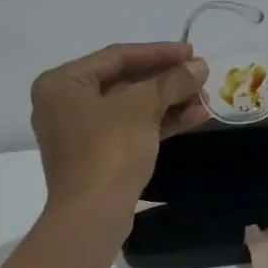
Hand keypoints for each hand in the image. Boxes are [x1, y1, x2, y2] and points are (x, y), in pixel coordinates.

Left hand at [30, 43, 209, 215]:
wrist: (92, 215)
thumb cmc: (108, 150)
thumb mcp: (142, 108)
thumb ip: (172, 81)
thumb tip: (201, 66)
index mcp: (63, 83)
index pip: (117, 56)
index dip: (159, 52)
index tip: (192, 52)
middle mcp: (66, 103)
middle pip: (125, 81)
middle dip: (167, 80)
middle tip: (201, 75)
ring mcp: (82, 131)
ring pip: (132, 107)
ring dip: (170, 101)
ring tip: (205, 97)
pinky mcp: (98, 155)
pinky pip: (132, 128)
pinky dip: (161, 122)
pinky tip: (195, 117)